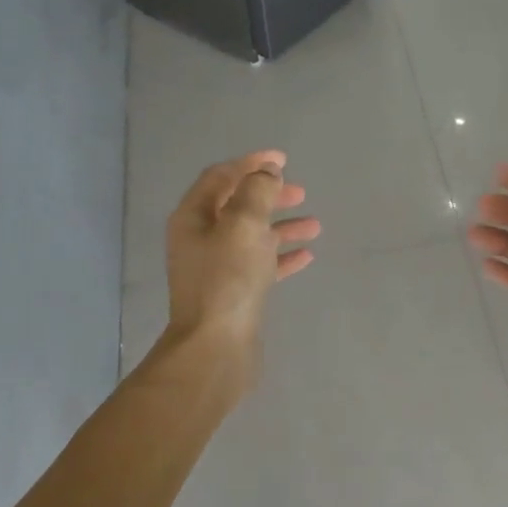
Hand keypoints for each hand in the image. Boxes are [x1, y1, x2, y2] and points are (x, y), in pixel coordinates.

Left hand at [164, 149, 319, 368]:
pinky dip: (282, 257)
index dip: (251, 163)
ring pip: (253, 237)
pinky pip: (261, 266)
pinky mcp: (234, 294)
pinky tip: (307, 256)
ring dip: (282, 227)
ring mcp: (217, 269)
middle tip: (301, 192)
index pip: (221, 177)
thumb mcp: (243, 224)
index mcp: (193, 218)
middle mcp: (200, 240)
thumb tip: (266, 174)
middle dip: (269, 195)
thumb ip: (257, 191)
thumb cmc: (227, 280)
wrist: (216, 347)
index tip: (283, 159)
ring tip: (315, 225)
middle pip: (237, 206)